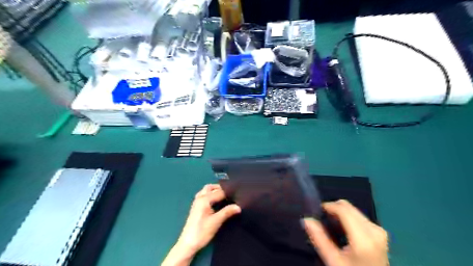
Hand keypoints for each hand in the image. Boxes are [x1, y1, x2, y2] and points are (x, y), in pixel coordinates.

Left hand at [175, 184, 240, 253]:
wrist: (188, 244)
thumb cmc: (202, 232)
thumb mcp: (216, 222)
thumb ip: (227, 212)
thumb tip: (239, 206)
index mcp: (204, 199)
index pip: (219, 192)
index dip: (229, 193)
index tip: (238, 195)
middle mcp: (200, 198)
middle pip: (211, 188)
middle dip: (221, 189)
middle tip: (231, 194)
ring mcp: (196, 202)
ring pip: (206, 191)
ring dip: (214, 191)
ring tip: (224, 196)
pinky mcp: (196, 207)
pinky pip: (203, 195)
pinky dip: (210, 195)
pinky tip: (216, 201)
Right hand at [303, 199, 387, 265]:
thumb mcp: (333, 260)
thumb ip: (319, 238)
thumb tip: (306, 219)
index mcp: (364, 237)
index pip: (343, 209)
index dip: (327, 206)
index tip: (315, 211)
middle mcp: (374, 229)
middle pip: (348, 207)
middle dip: (333, 209)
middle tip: (322, 221)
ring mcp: (378, 229)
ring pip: (352, 210)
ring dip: (339, 214)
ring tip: (331, 227)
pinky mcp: (379, 232)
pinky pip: (358, 216)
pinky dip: (347, 218)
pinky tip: (342, 231)